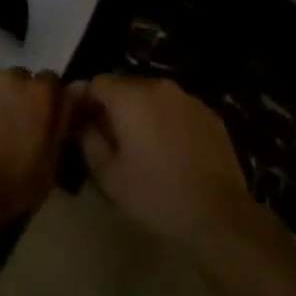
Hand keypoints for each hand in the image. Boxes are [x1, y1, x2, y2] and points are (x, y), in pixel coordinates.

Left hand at [0, 68, 70, 232]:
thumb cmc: (15, 184)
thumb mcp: (52, 160)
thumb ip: (62, 123)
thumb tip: (67, 101)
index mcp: (40, 93)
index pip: (51, 80)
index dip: (46, 98)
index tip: (41, 117)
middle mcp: (11, 77)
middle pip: (19, 77)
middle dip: (19, 95)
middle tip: (12, 123)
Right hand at [72, 75, 254, 247]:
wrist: (218, 213)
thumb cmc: (156, 194)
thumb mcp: (109, 174)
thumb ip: (88, 139)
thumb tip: (81, 121)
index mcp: (131, 96)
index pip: (96, 82)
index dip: (84, 100)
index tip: (78, 122)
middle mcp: (159, 86)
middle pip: (125, 86)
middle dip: (111, 106)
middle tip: (106, 137)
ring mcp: (188, 98)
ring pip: (152, 96)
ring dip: (140, 112)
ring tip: (138, 144)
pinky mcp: (209, 113)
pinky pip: (176, 108)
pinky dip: (165, 120)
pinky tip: (168, 150)